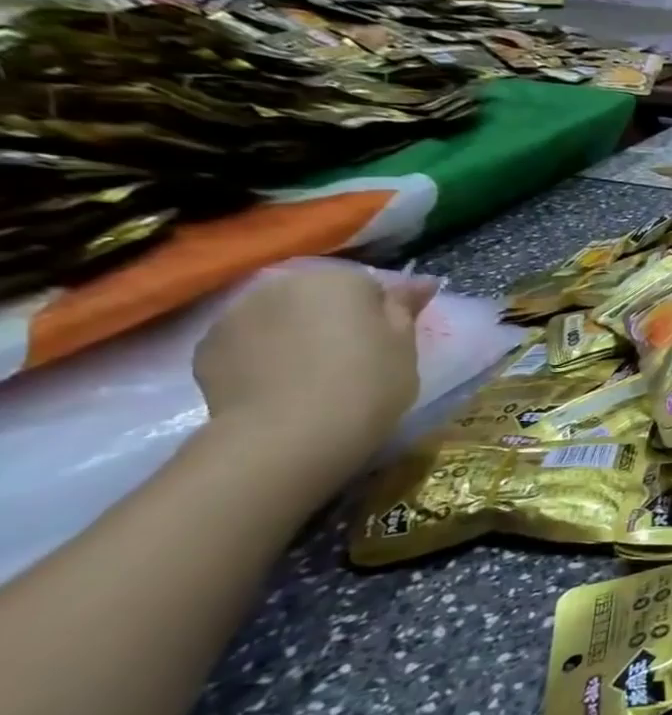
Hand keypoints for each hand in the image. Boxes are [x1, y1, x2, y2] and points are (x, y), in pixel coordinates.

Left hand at [194, 263, 432, 464]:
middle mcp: (284, 284)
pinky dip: (261, 358)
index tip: (383, 347)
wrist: (289, 434)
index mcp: (339, 280)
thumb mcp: (405, 347)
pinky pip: (247, 344)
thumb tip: (422, 280)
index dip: (379, 318)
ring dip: (293, 336)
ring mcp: (237, 313)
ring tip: (308, 379)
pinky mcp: (207, 347)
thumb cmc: (367, 384)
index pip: (368, 287)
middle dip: (331, 321)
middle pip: (318, 298)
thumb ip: (405, 308)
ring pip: (279, 318)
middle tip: (349, 362)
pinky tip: (277, 388)